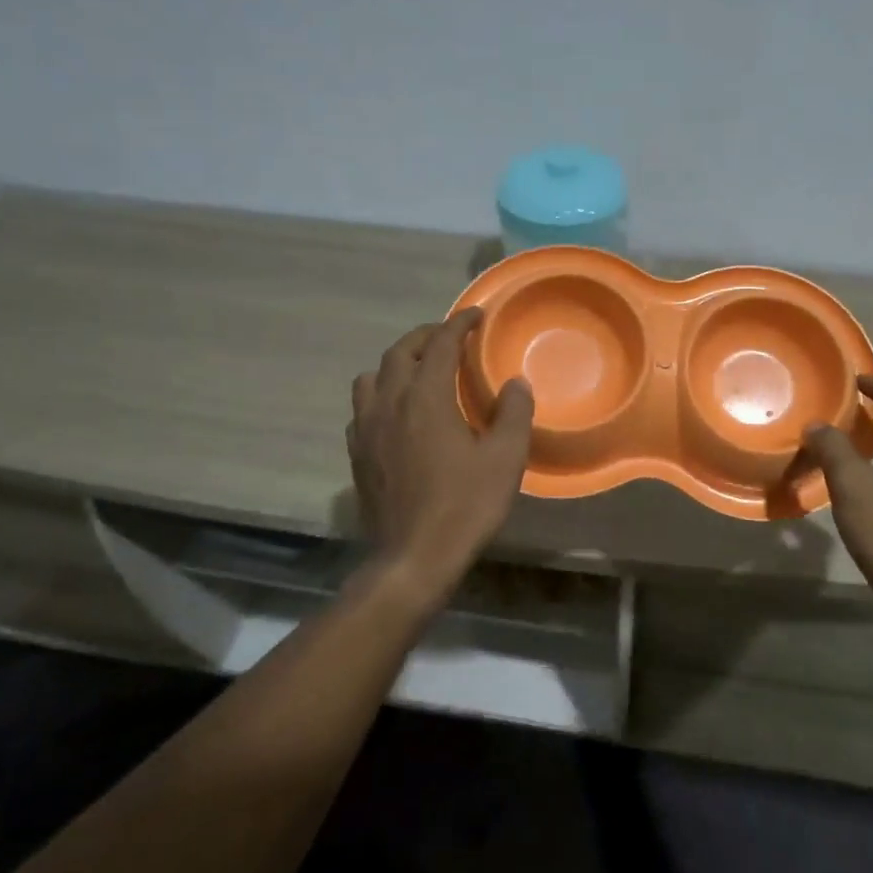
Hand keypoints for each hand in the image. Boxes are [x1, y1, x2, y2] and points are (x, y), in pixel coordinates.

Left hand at [348, 309, 534, 605]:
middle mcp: (389, 403)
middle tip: (449, 337)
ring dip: (396, 364)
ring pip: (372, 377)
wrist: (413, 557)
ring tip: (418, 371)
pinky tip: (397, 414)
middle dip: (425, 337)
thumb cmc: (465, 505)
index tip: (476, 315)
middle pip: (399, 352)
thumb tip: (515, 383)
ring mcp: (367, 429)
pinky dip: (381, 395)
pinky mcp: (357, 454)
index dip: (459, 324)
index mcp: (425, 398)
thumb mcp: (505, 458)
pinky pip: (363, 408)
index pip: (440, 344)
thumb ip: (514, 413)